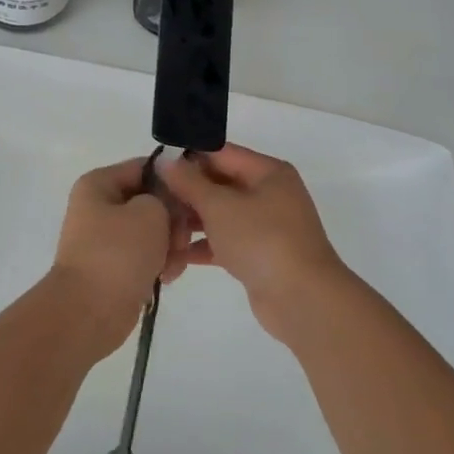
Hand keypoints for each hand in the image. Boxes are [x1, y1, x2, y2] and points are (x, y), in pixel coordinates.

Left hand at [50, 158, 194, 353]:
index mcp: (99, 184)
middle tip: (181, 240)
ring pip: (152, 230)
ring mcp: (106, 238)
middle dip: (173, 221)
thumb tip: (165, 206)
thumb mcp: (151, 212)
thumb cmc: (118, 253)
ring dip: (170, 245)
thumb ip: (165, 197)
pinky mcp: (115, 265)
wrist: (88, 312)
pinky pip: (146, 255)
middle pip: (151, 201)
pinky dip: (160, 263)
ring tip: (173, 265)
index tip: (196, 199)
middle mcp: (99, 206)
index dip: (173, 180)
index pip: (145, 168)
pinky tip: (166, 277)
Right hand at [161, 144, 346, 344]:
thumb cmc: (262, 240)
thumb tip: (166, 160)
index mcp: (267, 172)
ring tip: (160, 234)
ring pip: (219, 215)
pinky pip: (224, 242)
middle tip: (151, 205)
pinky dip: (203, 247)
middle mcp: (268, 194)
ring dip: (190, 223)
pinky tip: (175, 257)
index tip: (153, 168)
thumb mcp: (220, 206)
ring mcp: (265, 226)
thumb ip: (189, 182)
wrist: (302, 300)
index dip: (186, 158)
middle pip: (218, 185)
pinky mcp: (258, 255)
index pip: (220, 154)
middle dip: (185, 195)